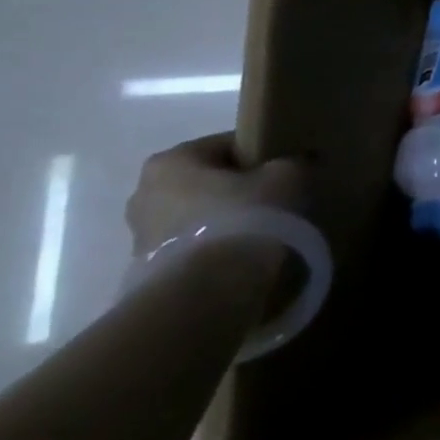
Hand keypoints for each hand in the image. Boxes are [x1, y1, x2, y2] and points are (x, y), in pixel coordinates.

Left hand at [125, 133, 308, 258]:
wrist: (209, 293)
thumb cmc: (244, 218)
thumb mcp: (286, 177)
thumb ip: (293, 162)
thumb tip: (300, 163)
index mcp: (170, 161)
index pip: (226, 146)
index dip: (261, 157)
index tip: (284, 173)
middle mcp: (143, 193)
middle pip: (206, 182)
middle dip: (236, 191)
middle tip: (274, 203)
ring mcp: (139, 237)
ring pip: (197, 217)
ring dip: (224, 222)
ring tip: (261, 235)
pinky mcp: (147, 273)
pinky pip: (192, 249)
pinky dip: (214, 250)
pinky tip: (242, 259)